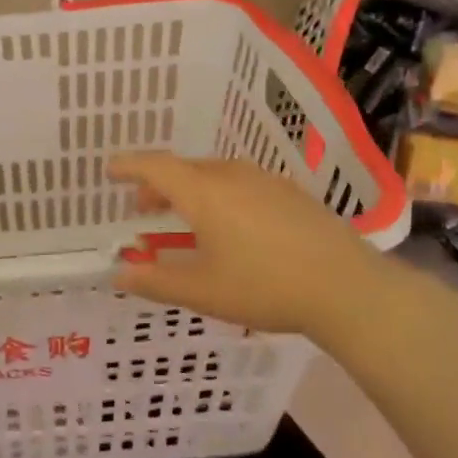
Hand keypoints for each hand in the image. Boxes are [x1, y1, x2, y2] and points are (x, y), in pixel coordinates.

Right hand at [109, 152, 433, 340]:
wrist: (348, 288)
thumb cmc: (265, 287)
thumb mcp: (202, 291)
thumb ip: (154, 282)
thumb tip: (118, 274)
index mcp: (204, 192)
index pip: (155, 167)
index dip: (128, 166)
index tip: (109, 170)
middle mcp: (232, 175)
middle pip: (184, 169)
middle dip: (157, 185)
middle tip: (143, 209)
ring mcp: (265, 181)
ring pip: (214, 175)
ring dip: (189, 191)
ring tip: (183, 220)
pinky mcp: (289, 193)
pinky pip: (239, 183)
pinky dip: (218, 196)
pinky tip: (229, 226)